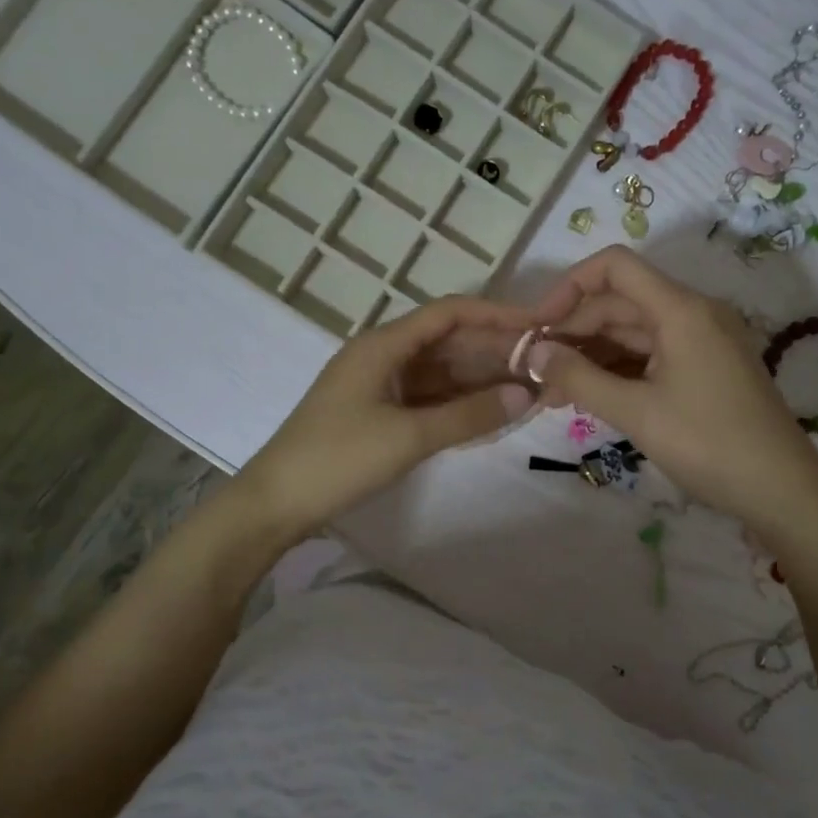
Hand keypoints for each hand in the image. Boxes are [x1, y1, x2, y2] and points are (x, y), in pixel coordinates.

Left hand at [240, 297, 536, 537]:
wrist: (276, 503)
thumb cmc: (338, 459)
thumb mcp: (408, 436)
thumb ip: (469, 415)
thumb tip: (526, 395)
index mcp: (383, 345)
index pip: (448, 313)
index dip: (495, 315)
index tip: (538, 327)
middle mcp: (382, 355)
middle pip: (447, 341)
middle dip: (493, 351)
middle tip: (542, 367)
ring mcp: (379, 385)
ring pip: (440, 371)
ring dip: (479, 379)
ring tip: (527, 390)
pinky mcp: (378, 413)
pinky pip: (428, 398)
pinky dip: (458, 403)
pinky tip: (491, 412)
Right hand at [525, 247, 817, 536]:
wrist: (782, 491)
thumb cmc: (708, 444)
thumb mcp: (635, 412)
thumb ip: (578, 378)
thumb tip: (532, 353)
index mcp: (680, 310)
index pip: (614, 267)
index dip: (569, 287)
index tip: (539, 326)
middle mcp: (693, 314)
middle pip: (619, 303)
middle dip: (573, 332)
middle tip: (536, 372)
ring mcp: (702, 343)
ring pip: (633, 334)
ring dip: (591, 357)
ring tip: (553, 393)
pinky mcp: (705, 370)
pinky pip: (651, 357)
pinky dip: (618, 372)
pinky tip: (589, 398)